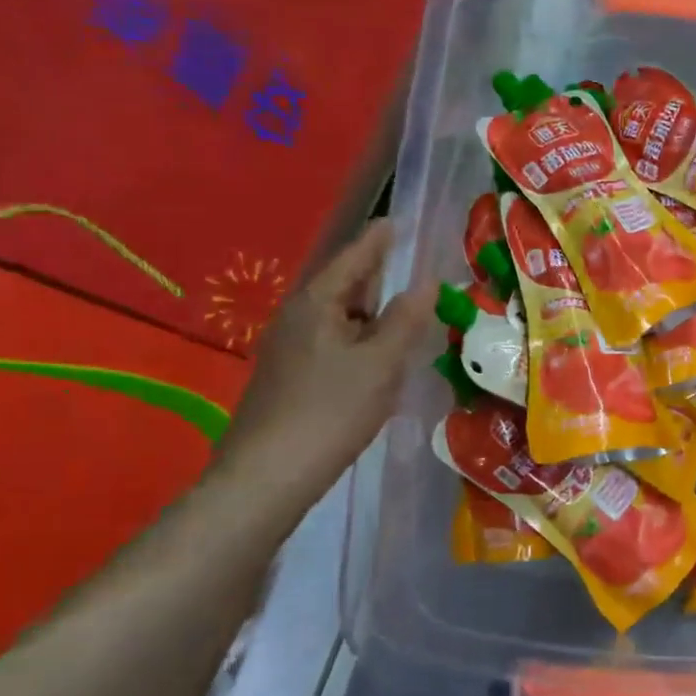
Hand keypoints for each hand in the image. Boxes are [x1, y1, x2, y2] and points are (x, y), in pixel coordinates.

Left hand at [211, 221, 431, 517]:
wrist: (269, 474)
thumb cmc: (331, 410)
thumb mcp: (380, 363)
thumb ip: (405, 320)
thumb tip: (426, 282)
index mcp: (316, 304)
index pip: (352, 259)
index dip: (377, 241)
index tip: (395, 221)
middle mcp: (296, 318)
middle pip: (341, 286)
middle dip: (373, 276)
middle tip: (405, 267)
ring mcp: (287, 349)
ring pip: (336, 318)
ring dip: (368, 313)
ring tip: (400, 314)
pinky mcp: (288, 377)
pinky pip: (329, 342)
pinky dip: (356, 339)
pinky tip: (374, 359)